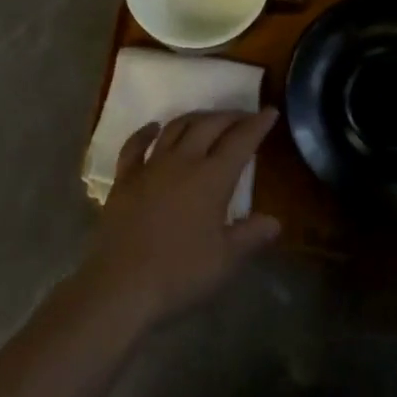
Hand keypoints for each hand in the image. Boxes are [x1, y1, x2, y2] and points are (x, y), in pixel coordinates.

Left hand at [75, 109, 281, 331]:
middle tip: (243, 116)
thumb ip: (250, 236)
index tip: (270, 111)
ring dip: (195, 118)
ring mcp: (151, 166)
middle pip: (209, 125)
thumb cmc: (179, 274)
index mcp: (212, 178)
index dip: (257, 124)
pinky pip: (135, 145)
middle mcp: (183, 161)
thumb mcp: (225, 261)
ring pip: (176, 127)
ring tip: (207, 119)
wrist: (121, 285)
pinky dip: (146, 132)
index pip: (241, 141)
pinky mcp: (125, 178)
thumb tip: (275, 221)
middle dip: (230, 116)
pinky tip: (153, 127)